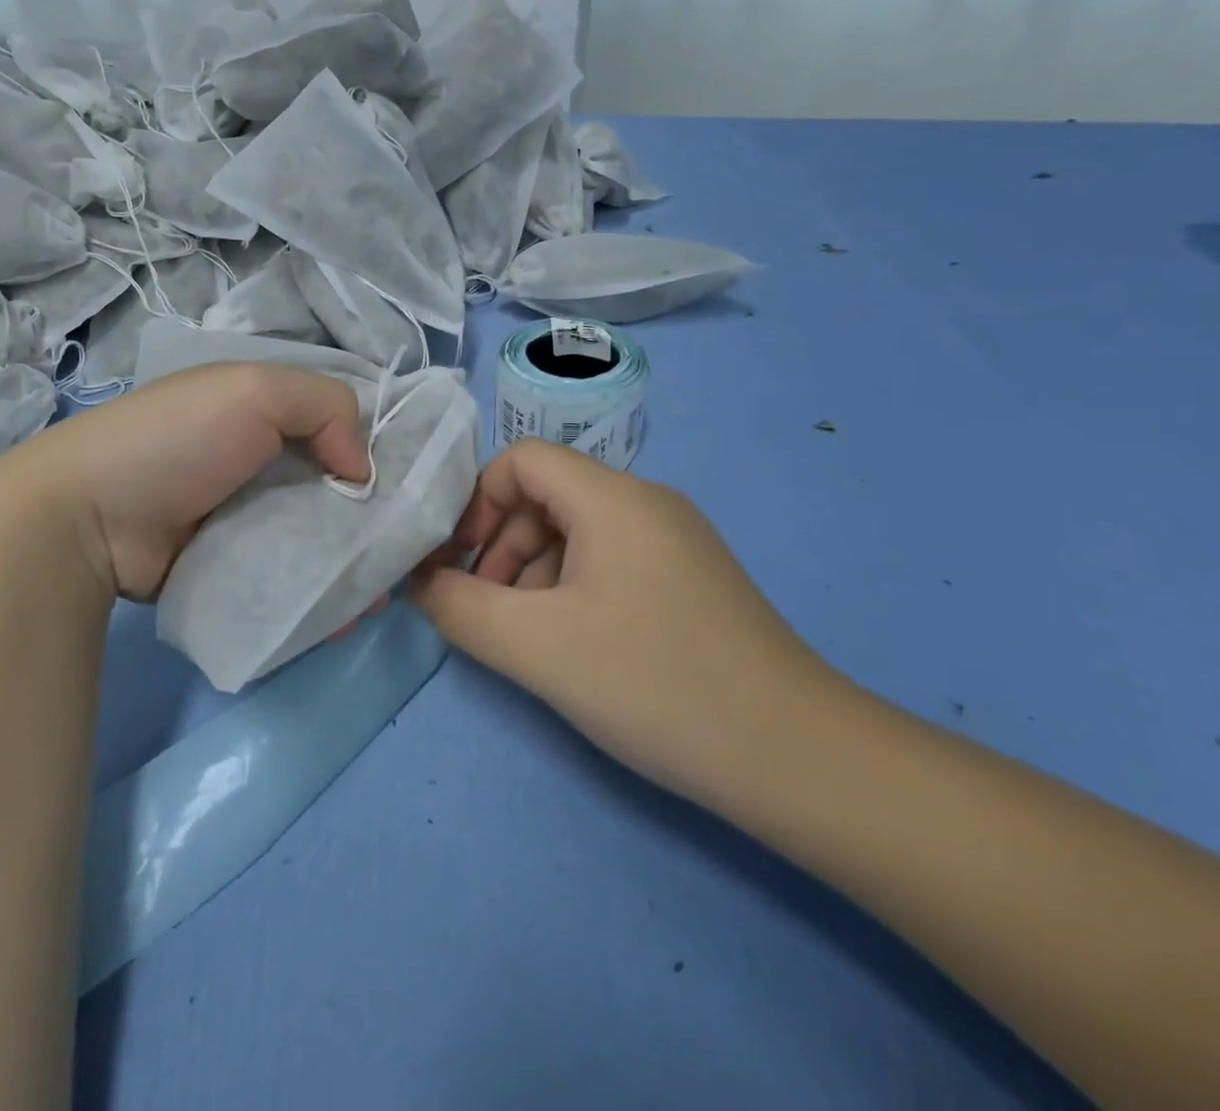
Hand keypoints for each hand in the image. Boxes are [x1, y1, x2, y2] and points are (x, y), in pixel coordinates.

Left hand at [0, 363, 368, 601]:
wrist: (88, 517)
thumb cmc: (177, 439)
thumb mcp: (255, 390)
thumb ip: (326, 406)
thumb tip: (362, 470)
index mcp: (264, 414)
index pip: (337, 427)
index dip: (373, 453)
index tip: (407, 489)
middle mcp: (261, 463)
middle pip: (332, 490)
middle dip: (369, 519)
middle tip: (402, 553)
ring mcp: (245, 518)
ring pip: (315, 538)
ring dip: (348, 563)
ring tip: (378, 594)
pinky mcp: (232, 567)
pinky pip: (287, 577)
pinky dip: (316, 593)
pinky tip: (344, 615)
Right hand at [411, 440, 838, 804]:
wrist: (799, 760)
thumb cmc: (657, 684)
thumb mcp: (537, 647)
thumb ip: (460, 608)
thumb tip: (420, 583)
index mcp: (613, 498)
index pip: (522, 459)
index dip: (477, 501)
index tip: (458, 563)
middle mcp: (647, 503)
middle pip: (547, 495)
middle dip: (500, 545)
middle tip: (486, 609)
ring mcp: (674, 542)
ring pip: (576, 532)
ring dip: (532, 572)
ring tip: (527, 637)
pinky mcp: (689, 580)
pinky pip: (609, 562)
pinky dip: (571, 590)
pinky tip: (574, 647)